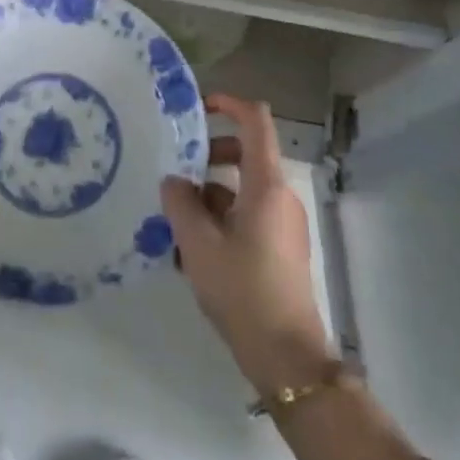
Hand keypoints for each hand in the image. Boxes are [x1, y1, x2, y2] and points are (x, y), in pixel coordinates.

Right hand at [162, 94, 333, 393]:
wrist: (286, 356)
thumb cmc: (242, 290)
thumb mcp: (197, 244)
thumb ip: (180, 202)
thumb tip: (174, 180)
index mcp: (266, 184)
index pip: (256, 120)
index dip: (228, 103)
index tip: (197, 108)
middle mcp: (279, 195)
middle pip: (245, 153)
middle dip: (208, 155)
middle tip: (175, 170)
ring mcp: (283, 222)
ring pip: (242, 188)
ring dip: (209, 193)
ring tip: (174, 218)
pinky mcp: (280, 247)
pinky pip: (248, 215)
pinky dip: (220, 218)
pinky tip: (190, 248)